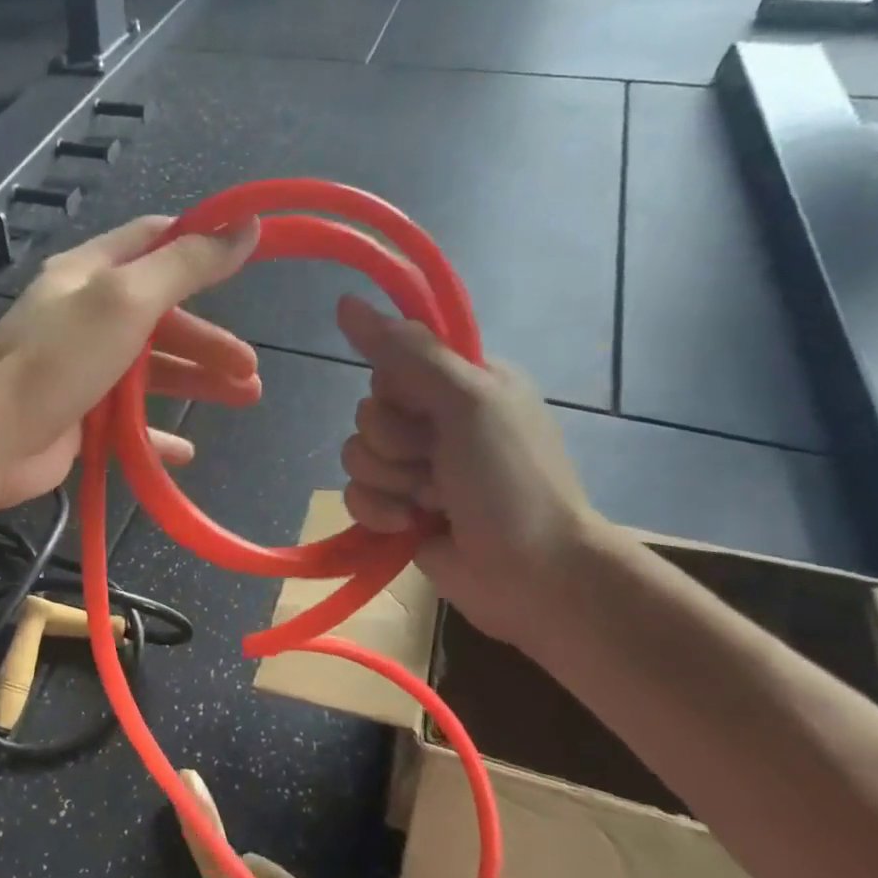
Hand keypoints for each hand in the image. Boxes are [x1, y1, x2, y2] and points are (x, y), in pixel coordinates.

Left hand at [0, 216, 261, 509]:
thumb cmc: (58, 359)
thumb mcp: (125, 299)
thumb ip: (185, 266)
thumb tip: (246, 227)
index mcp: (89, 274)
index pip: (151, 241)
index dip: (199, 245)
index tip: (247, 256)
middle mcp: (85, 316)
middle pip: (161, 317)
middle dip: (209, 340)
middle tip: (251, 368)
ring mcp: (81, 371)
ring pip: (152, 372)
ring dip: (197, 382)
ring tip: (245, 398)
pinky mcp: (79, 419)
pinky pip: (129, 423)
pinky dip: (159, 435)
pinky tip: (187, 451)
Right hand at [334, 294, 600, 642]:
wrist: (533, 576)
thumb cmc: (510, 480)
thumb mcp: (466, 402)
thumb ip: (406, 352)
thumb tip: (344, 302)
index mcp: (463, 381)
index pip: (392, 362)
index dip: (396, 389)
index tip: (422, 407)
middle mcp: (437, 419)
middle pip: (369, 412)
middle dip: (395, 444)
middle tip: (437, 463)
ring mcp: (417, 467)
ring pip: (356, 454)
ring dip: (389, 482)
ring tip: (431, 502)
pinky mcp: (398, 508)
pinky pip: (355, 494)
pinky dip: (378, 512)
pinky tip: (409, 526)